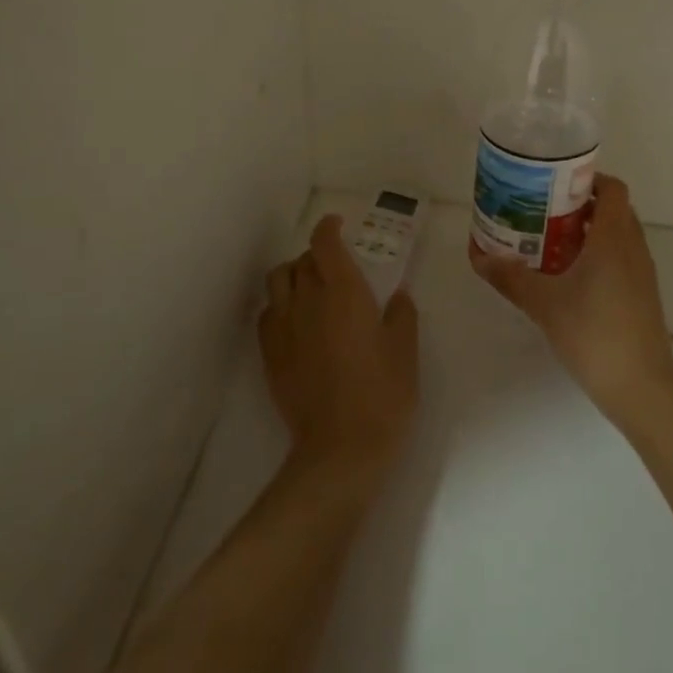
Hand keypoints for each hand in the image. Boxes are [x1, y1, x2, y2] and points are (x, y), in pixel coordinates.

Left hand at [260, 215, 418, 477]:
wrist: (341, 448)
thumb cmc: (384, 394)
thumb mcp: (405, 350)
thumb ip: (401, 315)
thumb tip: (397, 295)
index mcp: (345, 292)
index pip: (325, 243)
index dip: (328, 227)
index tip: (338, 224)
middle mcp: (309, 301)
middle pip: (301, 260)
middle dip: (317, 255)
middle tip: (335, 266)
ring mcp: (285, 328)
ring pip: (277, 281)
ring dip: (293, 274)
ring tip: (309, 287)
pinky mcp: (270, 354)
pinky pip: (268, 314)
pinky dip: (279, 305)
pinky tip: (295, 320)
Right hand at [470, 175, 672, 424]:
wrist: (640, 387)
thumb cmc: (593, 333)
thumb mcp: (544, 303)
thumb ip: (510, 277)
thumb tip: (478, 257)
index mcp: (614, 238)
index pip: (612, 188)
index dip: (587, 178)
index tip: (555, 184)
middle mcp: (634, 248)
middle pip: (613, 209)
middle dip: (581, 205)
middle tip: (544, 211)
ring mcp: (642, 273)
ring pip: (618, 236)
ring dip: (590, 231)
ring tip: (550, 240)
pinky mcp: (642, 296)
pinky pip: (622, 258)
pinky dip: (599, 255)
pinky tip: (569, 276)